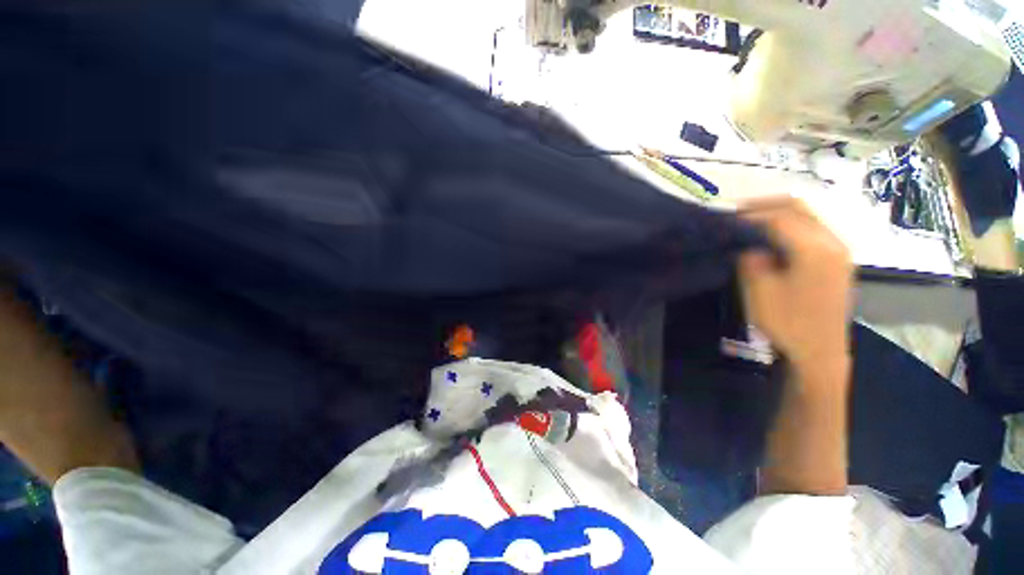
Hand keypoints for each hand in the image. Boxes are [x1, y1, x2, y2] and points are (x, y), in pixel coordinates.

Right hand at [738, 197, 853, 369]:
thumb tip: (746, 243)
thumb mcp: (759, 292)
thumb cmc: (788, 323)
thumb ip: (751, 259)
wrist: (820, 351)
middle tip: (735, 214)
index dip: (749, 214)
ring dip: (776, 213)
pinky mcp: (837, 259)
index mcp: (815, 250)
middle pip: (798, 207)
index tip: (724, 218)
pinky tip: (770, 235)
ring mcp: (839, 250)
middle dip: (764, 205)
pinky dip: (788, 224)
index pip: (779, 217)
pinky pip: (812, 228)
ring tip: (749, 222)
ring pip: (807, 215)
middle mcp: (833, 242)